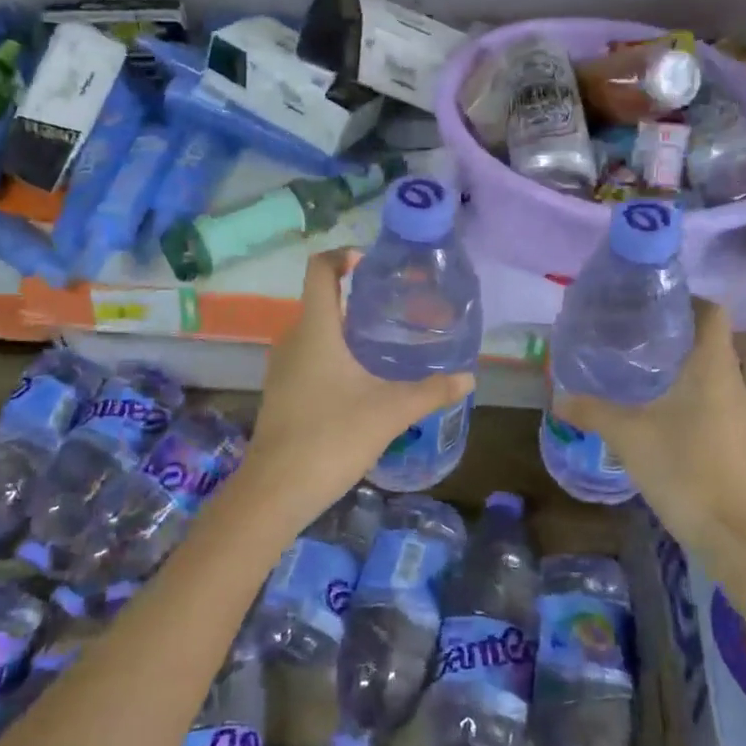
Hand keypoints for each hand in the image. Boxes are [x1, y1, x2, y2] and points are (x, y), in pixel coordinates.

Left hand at [240, 249, 472, 526]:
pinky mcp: (281, 392)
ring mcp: (282, 367)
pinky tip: (360, 382)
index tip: (371, 263)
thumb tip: (468, 378)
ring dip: (346, 331)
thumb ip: (431, 391)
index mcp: (316, 329)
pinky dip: (333, 356)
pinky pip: (308, 358)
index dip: (342, 255)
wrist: (277, 489)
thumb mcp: (391, 412)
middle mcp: (293, 339)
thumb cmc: (332, 437)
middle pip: (321, 300)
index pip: (320, 269)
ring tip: (384, 345)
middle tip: (396, 309)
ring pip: (315, 333)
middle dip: (356, 298)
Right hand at [552, 299, 745, 602]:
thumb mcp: (627, 436)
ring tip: (638, 369)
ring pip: (711, 371)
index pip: (713, 312)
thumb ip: (591, 411)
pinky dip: (688, 393)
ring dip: (680, 365)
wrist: (731, 533)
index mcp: (712, 369)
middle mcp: (732, 382)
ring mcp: (739, 412)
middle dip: (673, 333)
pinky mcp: (737, 437)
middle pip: (709, 340)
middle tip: (630, 334)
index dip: (687, 299)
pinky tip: (657, 411)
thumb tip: (558, 396)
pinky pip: (713, 398)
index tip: (650, 303)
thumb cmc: (682, 469)